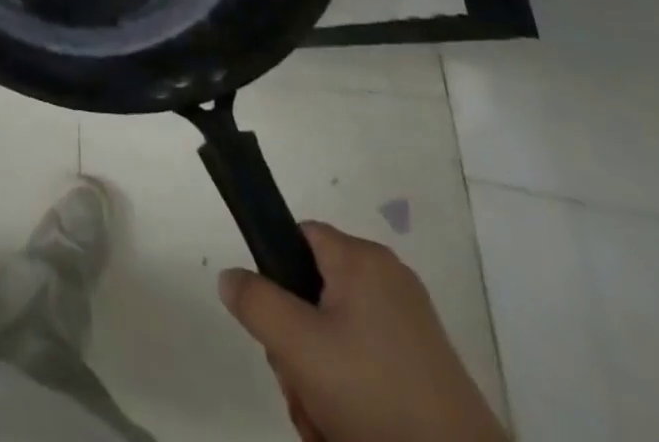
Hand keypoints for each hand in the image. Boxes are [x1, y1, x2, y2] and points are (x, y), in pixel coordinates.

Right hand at [219, 222, 508, 441]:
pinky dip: (349, 398)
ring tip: (325, 421)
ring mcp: (412, 330)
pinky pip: (365, 367)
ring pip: (335, 338)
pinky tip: (346, 432)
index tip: (273, 321)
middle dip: (295, 344)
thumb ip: (255, 301)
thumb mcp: (297, 345)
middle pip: (313, 294)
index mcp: (363, 259)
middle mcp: (389, 282)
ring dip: (318, 379)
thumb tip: (231, 277)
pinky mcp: (426, 373)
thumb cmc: (375, 395)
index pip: (298, 236)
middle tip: (300, 384)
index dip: (276, 272)